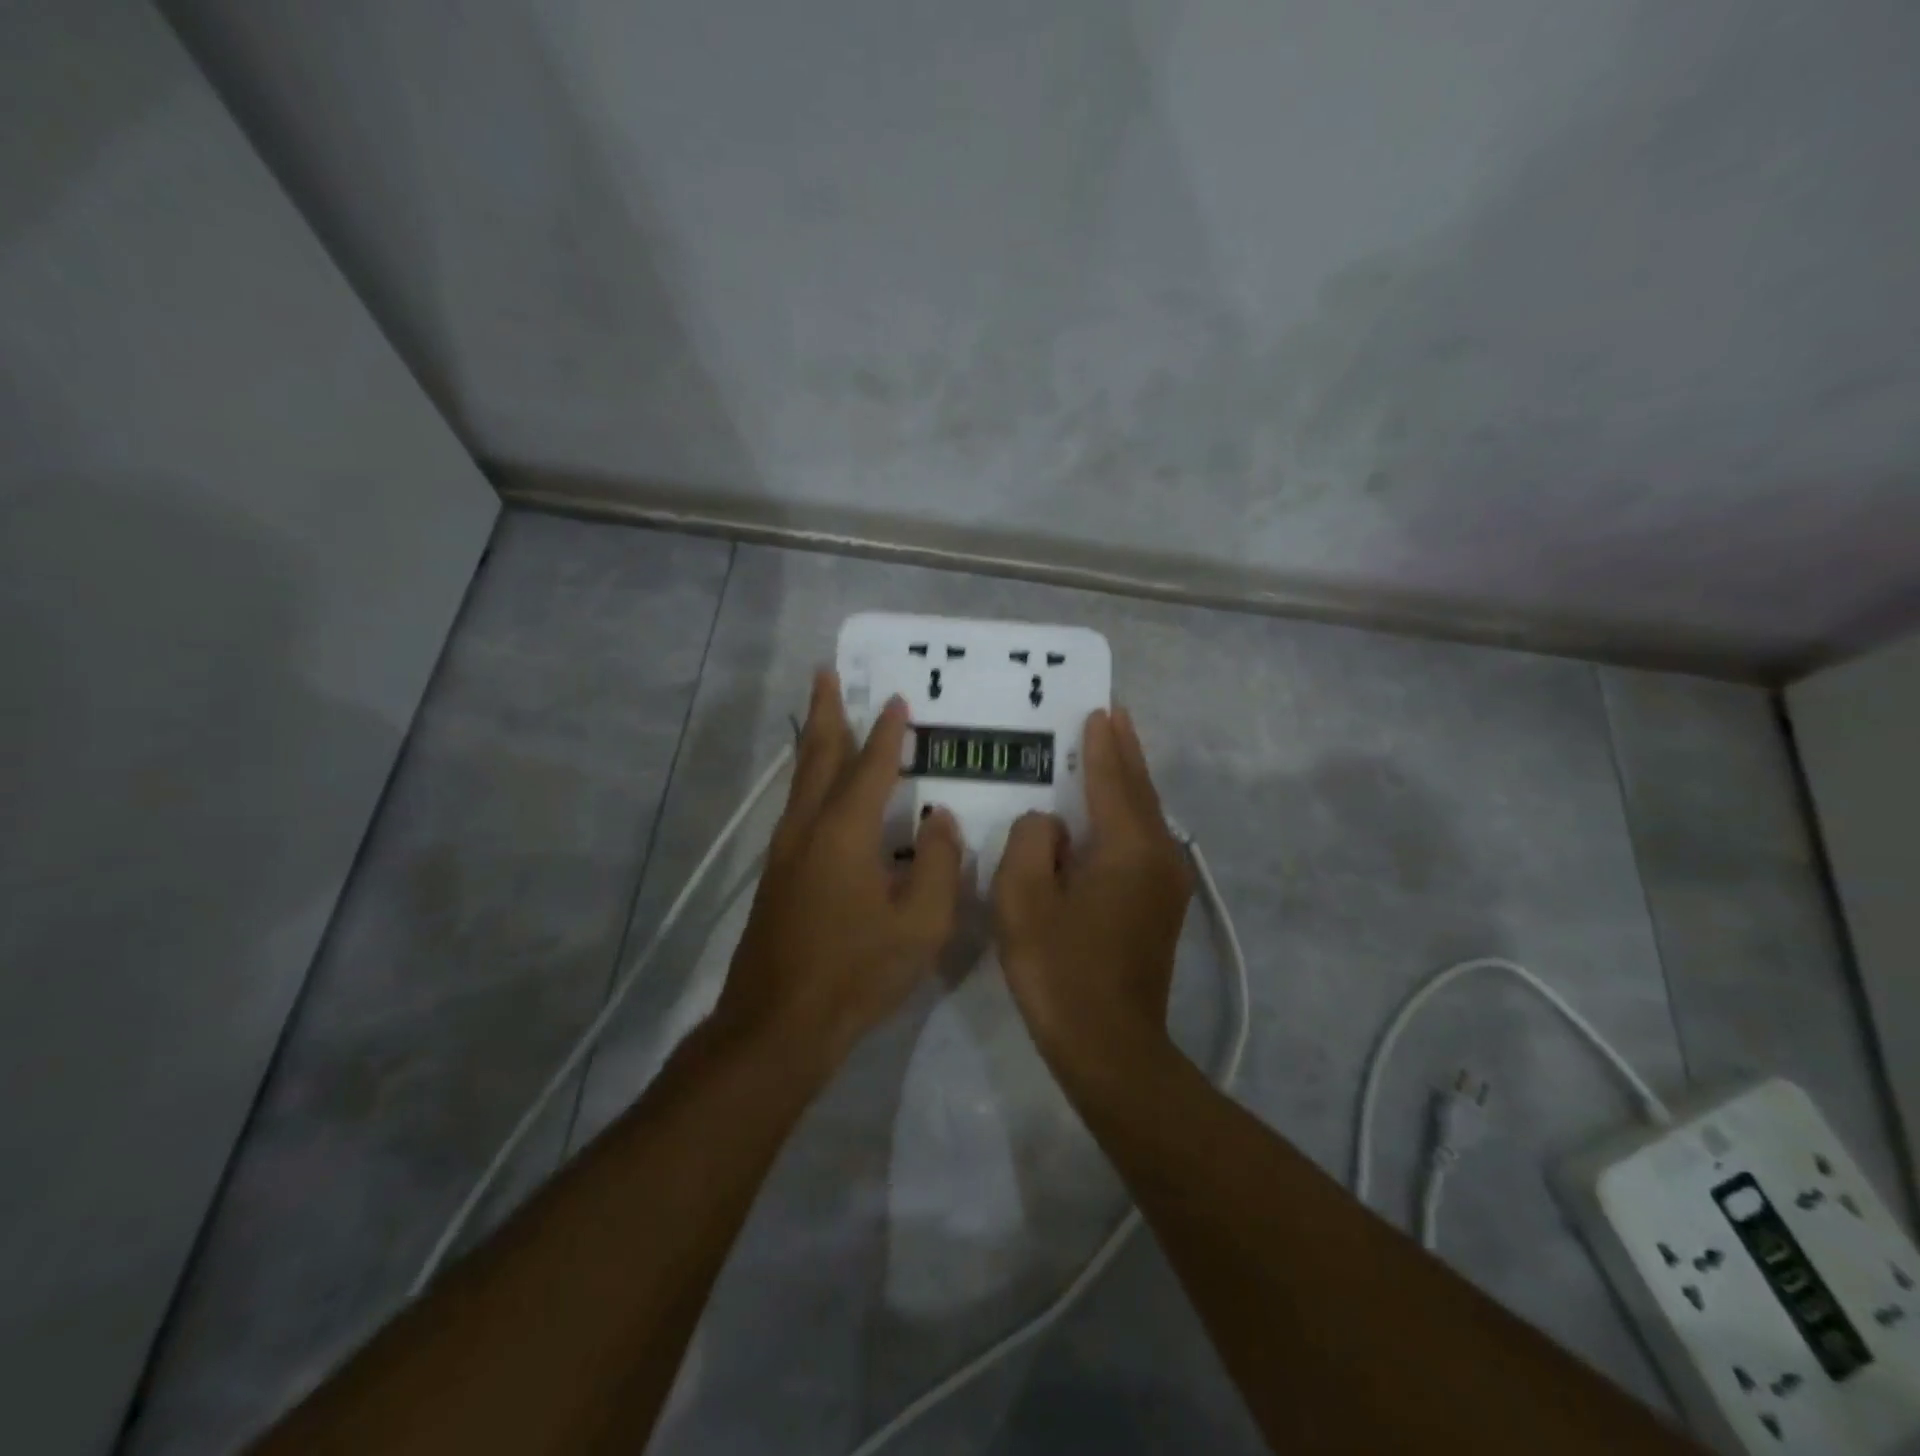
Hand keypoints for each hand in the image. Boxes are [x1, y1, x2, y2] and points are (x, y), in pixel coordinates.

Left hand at [715, 670, 963, 1073]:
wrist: (778, 1024)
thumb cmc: (855, 973)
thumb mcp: (921, 924)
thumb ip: (938, 865)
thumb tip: (939, 820)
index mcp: (844, 832)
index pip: (871, 767)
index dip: (887, 733)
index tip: (897, 700)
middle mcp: (808, 828)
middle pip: (817, 756)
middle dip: (825, 712)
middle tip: (826, 673)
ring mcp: (785, 851)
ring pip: (801, 780)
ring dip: (814, 741)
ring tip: (823, 714)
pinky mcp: (776, 875)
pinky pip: (797, 806)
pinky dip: (809, 777)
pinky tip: (819, 788)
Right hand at [991, 707, 1192, 1076]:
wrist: (1109, 1046)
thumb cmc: (1060, 969)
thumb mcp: (1024, 898)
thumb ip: (1031, 842)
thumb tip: (1050, 826)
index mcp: (1129, 847)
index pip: (1113, 780)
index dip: (1102, 745)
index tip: (1099, 711)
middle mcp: (1159, 856)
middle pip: (1140, 791)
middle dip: (1126, 753)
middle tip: (1114, 717)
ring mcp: (1166, 884)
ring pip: (1147, 817)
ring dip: (1129, 783)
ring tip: (1113, 753)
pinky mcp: (1161, 908)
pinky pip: (1144, 843)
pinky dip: (1128, 816)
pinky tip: (1111, 816)